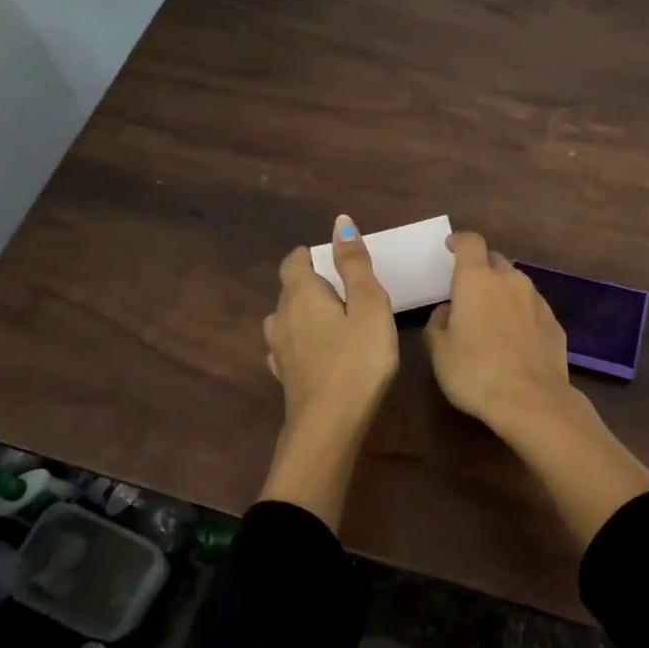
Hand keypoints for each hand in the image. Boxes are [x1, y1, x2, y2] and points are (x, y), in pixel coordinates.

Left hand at [263, 215, 399, 431]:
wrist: (329, 425)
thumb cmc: (357, 360)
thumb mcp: (369, 306)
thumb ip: (355, 264)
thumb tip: (340, 223)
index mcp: (301, 294)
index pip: (294, 262)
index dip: (310, 255)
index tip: (333, 260)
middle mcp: (282, 316)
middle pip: (288, 289)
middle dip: (311, 283)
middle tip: (345, 290)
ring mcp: (278, 348)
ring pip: (285, 318)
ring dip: (303, 313)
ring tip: (331, 321)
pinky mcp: (283, 375)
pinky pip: (287, 346)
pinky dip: (300, 341)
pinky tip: (315, 352)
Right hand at [427, 228, 648, 548]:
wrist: (532, 401)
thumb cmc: (476, 372)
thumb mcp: (439, 351)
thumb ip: (438, 323)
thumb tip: (448, 311)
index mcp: (477, 280)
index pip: (470, 242)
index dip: (459, 241)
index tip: (450, 247)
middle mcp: (510, 280)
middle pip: (494, 260)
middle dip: (480, 269)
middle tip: (467, 291)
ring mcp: (537, 300)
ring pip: (515, 284)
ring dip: (502, 293)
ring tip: (491, 318)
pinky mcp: (555, 323)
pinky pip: (531, 308)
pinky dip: (520, 315)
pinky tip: (514, 340)